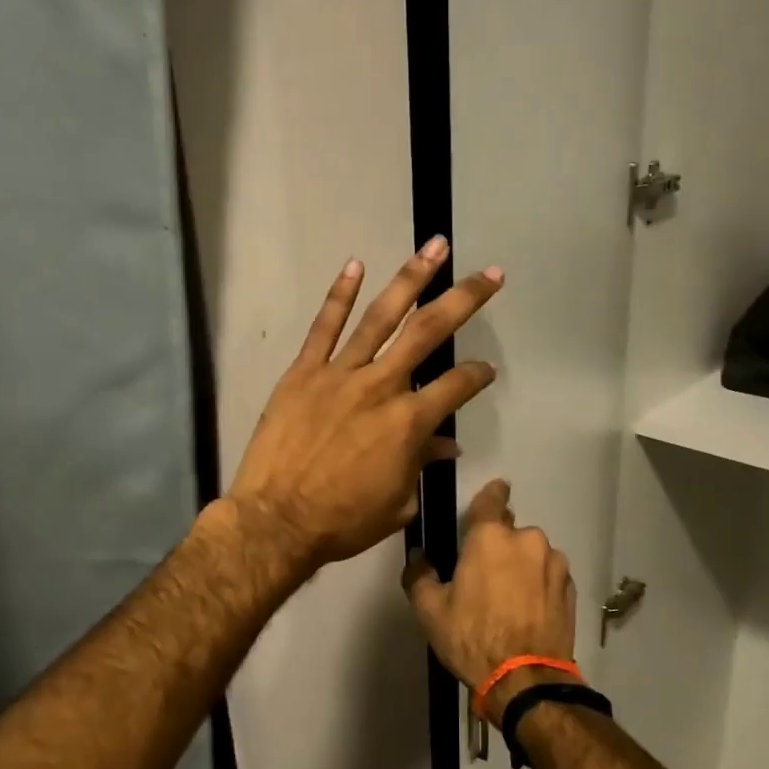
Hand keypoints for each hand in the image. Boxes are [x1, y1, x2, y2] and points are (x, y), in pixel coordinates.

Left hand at [226, 239, 502, 571]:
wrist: (277, 521)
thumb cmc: (343, 521)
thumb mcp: (398, 503)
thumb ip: (422, 465)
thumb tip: (446, 446)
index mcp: (410, 422)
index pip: (457, 385)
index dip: (477, 375)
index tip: (486, 370)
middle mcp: (382, 386)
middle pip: (430, 332)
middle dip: (465, 299)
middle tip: (491, 273)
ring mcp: (341, 374)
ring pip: (382, 317)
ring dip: (412, 279)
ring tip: (436, 247)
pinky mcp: (304, 372)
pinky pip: (324, 327)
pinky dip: (339, 295)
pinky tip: (355, 265)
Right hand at [402, 479, 576, 727]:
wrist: (525, 680)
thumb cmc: (472, 638)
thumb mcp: (430, 611)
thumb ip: (420, 576)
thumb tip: (418, 556)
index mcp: (491, 537)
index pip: (492, 499)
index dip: (491, 493)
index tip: (494, 491)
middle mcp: (528, 540)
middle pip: (511, 532)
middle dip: (500, 546)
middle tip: (486, 576)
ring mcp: (554, 563)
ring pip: (533, 554)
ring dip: (522, 566)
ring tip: (510, 599)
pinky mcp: (570, 588)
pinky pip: (549, 575)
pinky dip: (540, 585)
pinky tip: (529, 611)